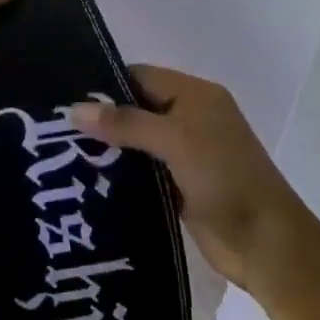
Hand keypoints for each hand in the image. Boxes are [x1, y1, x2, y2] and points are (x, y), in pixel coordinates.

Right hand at [69, 66, 313, 294]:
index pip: (141, 76)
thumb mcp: (176, 140)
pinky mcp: (179, 185)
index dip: (105, 84)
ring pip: (137, 142)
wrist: (265, 243)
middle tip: (55, 129)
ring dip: (107, 149)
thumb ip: (126, 123)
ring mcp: (185, 154)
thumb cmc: (224, 179)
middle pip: (136, 108)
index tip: (64, 98)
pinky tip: (86, 181)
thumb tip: (76, 109)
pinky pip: (142, 171)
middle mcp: (190, 118)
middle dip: (101, 118)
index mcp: (196, 96)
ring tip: (61, 155)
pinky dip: (119, 174)